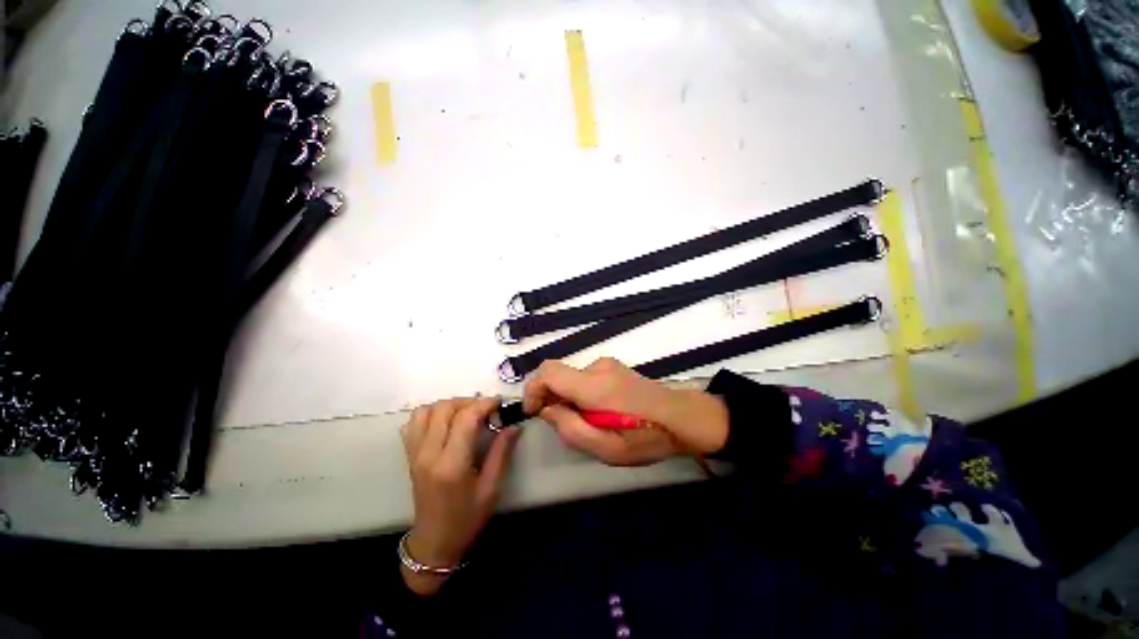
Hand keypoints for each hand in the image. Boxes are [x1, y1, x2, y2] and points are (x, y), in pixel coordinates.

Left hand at [400, 397, 519, 595]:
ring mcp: (415, 454)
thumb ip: (501, 452)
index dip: (484, 404)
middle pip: (444, 409)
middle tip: (485, 409)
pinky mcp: (409, 456)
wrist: (434, 543)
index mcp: (451, 464)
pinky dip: (430, 414)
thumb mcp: (491, 488)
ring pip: (425, 411)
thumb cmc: (466, 519)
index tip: (499, 403)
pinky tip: (446, 422)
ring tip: (466, 413)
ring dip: (448, 405)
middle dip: (468, 401)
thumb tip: (514, 425)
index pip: (465, 418)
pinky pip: (413, 423)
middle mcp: (429, 454)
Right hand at [522, 358, 728, 464]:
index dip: (533, 389)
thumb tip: (547, 409)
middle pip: (559, 375)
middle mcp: (598, 367)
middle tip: (566, 425)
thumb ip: (570, 429)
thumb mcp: (606, 448)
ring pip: (572, 379)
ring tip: (589, 423)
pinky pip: (585, 378)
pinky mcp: (614, 367)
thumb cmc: (646, 437)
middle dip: (552, 399)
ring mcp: (608, 364)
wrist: (682, 417)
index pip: (549, 371)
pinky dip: (581, 394)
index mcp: (595, 385)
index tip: (534, 412)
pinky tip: (599, 412)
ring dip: (569, 399)